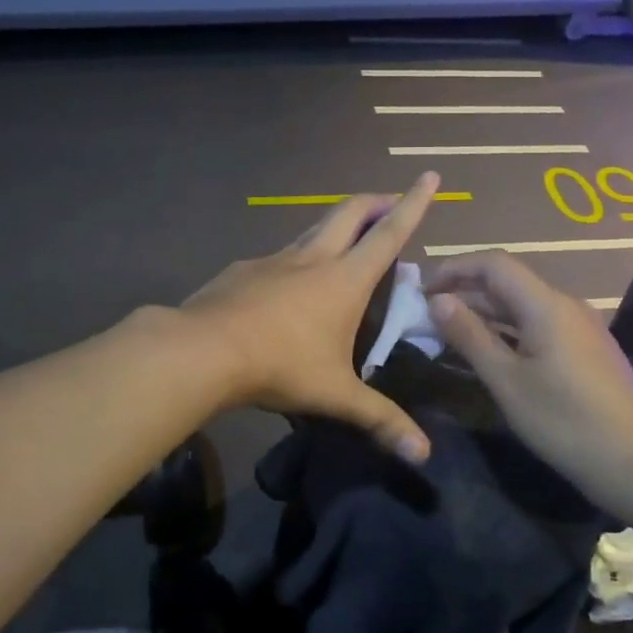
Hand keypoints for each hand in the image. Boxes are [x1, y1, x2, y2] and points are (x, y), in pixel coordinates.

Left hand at [181, 174, 440, 463]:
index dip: (413, 204)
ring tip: (345, 239)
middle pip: (349, 213)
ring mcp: (273, 260)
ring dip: (335, 226)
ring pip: (312, 229)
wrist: (203, 349)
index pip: (389, 233)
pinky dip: (294, 259)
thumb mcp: (335, 395)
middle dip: (374, 202)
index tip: (429, 176)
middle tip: (389, 201)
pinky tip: (286, 284)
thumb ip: (380, 420)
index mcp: (345, 279)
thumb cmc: (280, 366)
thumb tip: (424, 456)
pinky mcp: (243, 270)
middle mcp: (312, 259)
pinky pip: (277, 257)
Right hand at [424, 252, 632, 501]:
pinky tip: (485, 352)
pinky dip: (506, 331)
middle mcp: (565, 305)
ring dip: (483, 313)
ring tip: (446, 332)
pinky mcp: (584, 350)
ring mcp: (579, 328)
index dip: (455, 269)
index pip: (494, 264)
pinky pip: (536, 326)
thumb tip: (438, 301)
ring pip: (521, 306)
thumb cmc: (564, 421)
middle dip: (464, 292)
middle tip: (426, 313)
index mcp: (546, 304)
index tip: (422, 290)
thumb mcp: (506, 380)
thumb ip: (469, 335)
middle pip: (507, 282)